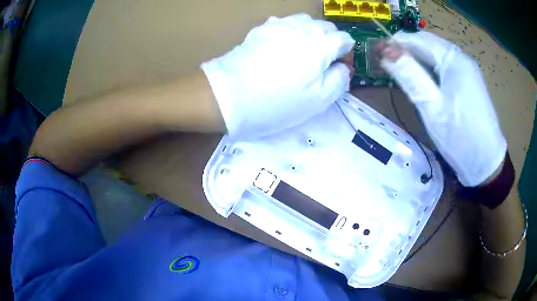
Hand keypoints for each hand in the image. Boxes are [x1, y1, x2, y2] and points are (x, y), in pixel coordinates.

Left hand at [201, 14, 354, 137]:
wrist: (229, 96)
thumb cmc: (277, 102)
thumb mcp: (318, 101)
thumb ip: (339, 80)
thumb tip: (342, 68)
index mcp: (321, 45)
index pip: (344, 39)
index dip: (346, 52)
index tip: (340, 66)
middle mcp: (302, 28)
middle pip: (326, 26)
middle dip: (331, 40)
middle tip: (323, 61)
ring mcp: (279, 25)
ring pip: (306, 20)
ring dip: (312, 32)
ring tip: (304, 51)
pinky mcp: (261, 29)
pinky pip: (284, 23)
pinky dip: (291, 31)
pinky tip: (283, 46)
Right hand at [380, 31, 506, 186]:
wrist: (487, 163)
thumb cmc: (460, 136)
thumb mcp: (432, 106)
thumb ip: (410, 75)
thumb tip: (386, 51)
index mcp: (453, 58)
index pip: (419, 39)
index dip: (396, 42)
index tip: (377, 52)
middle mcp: (461, 59)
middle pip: (429, 46)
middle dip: (407, 52)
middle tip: (387, 66)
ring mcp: (467, 71)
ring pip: (436, 58)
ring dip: (418, 63)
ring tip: (402, 75)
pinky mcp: (469, 84)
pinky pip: (445, 70)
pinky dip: (430, 72)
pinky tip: (424, 84)